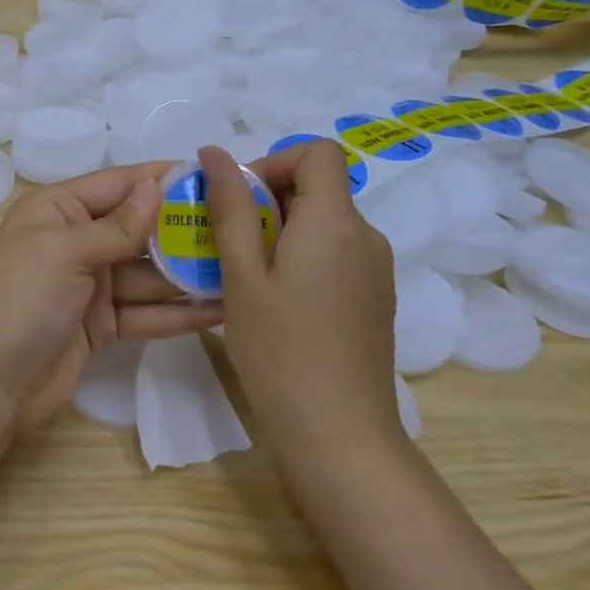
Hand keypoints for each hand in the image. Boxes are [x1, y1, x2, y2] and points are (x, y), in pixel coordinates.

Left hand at [0, 163, 224, 432]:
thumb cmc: (20, 301)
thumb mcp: (65, 252)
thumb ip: (116, 225)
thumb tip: (156, 185)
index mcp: (57, 210)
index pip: (118, 184)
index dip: (162, 179)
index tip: (214, 176)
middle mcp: (75, 240)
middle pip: (138, 228)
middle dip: (183, 229)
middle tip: (241, 227)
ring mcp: (90, 284)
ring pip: (147, 272)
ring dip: (188, 273)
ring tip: (241, 269)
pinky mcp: (102, 323)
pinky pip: (146, 310)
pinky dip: (177, 312)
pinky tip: (219, 310)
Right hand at [198, 142, 400, 463]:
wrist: (340, 437)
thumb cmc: (280, 351)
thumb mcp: (241, 275)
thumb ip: (230, 208)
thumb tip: (215, 153)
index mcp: (336, 223)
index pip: (318, 152)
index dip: (275, 161)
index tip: (240, 201)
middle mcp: (366, 236)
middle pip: (318, 187)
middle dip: (267, 201)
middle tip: (227, 244)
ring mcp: (375, 270)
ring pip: (322, 223)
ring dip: (279, 231)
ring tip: (242, 276)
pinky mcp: (373, 298)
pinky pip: (333, 253)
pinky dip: (299, 257)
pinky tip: (273, 301)